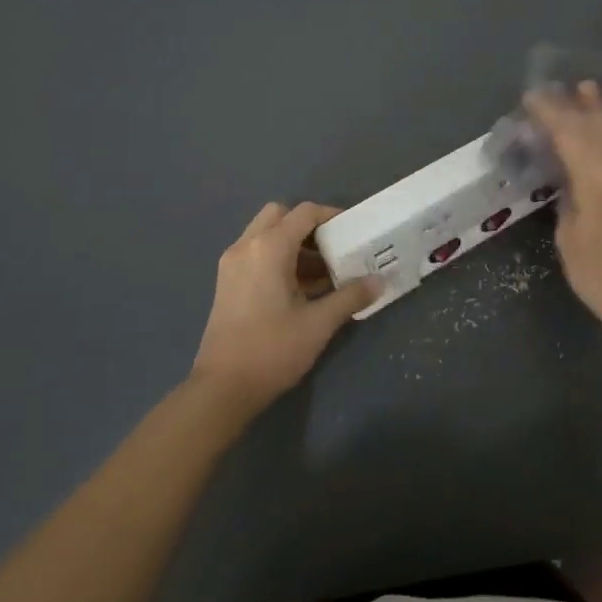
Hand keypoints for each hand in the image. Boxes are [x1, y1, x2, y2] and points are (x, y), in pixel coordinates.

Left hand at [190, 202, 379, 412]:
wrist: (222, 388)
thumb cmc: (272, 349)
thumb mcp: (319, 323)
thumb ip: (350, 296)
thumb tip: (379, 281)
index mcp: (269, 247)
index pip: (304, 213)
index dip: (331, 216)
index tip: (352, 231)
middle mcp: (246, 246)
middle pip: (280, 215)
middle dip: (308, 226)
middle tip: (332, 248)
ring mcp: (231, 264)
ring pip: (265, 234)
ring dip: (293, 244)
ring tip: (322, 273)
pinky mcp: (226, 282)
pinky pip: (255, 253)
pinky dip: (277, 258)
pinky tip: (299, 289)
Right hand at [524, 82, 601, 346]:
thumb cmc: (601, 275)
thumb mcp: (569, 238)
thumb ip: (567, 198)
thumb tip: (565, 176)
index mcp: (597, 179)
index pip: (569, 134)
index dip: (549, 113)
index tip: (530, 97)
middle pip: (593, 128)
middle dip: (572, 106)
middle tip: (552, 87)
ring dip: (598, 112)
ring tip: (586, 88)